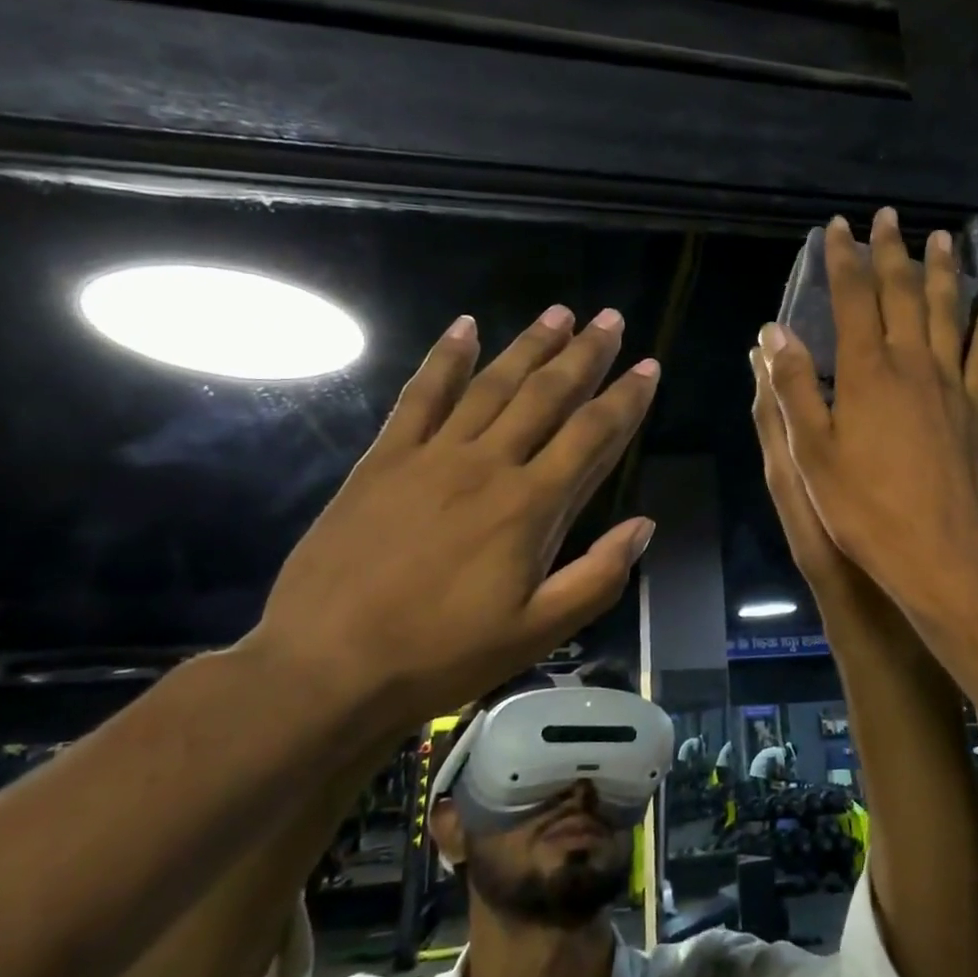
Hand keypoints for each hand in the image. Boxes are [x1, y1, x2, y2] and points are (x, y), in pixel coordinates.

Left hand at [247, 307, 658, 722]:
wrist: (330, 664)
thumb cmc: (444, 654)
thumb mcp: (538, 633)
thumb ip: (597, 576)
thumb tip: (643, 525)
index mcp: (531, 507)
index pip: (592, 436)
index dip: (625, 400)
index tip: (647, 366)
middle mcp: (489, 465)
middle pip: (547, 396)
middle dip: (584, 355)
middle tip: (610, 319)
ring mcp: (433, 455)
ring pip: (492, 385)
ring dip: (529, 346)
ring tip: (558, 312)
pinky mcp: (385, 459)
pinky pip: (421, 395)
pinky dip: (445, 358)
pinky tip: (465, 327)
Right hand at [761, 210, 977, 601]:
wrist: (935, 550)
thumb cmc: (862, 505)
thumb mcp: (810, 451)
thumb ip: (793, 387)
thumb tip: (775, 333)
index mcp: (865, 372)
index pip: (852, 299)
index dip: (843, 261)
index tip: (838, 228)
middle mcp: (910, 364)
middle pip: (902, 294)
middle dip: (892, 252)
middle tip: (889, 217)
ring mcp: (948, 383)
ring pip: (946, 312)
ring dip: (943, 272)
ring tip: (943, 238)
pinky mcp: (973, 408)